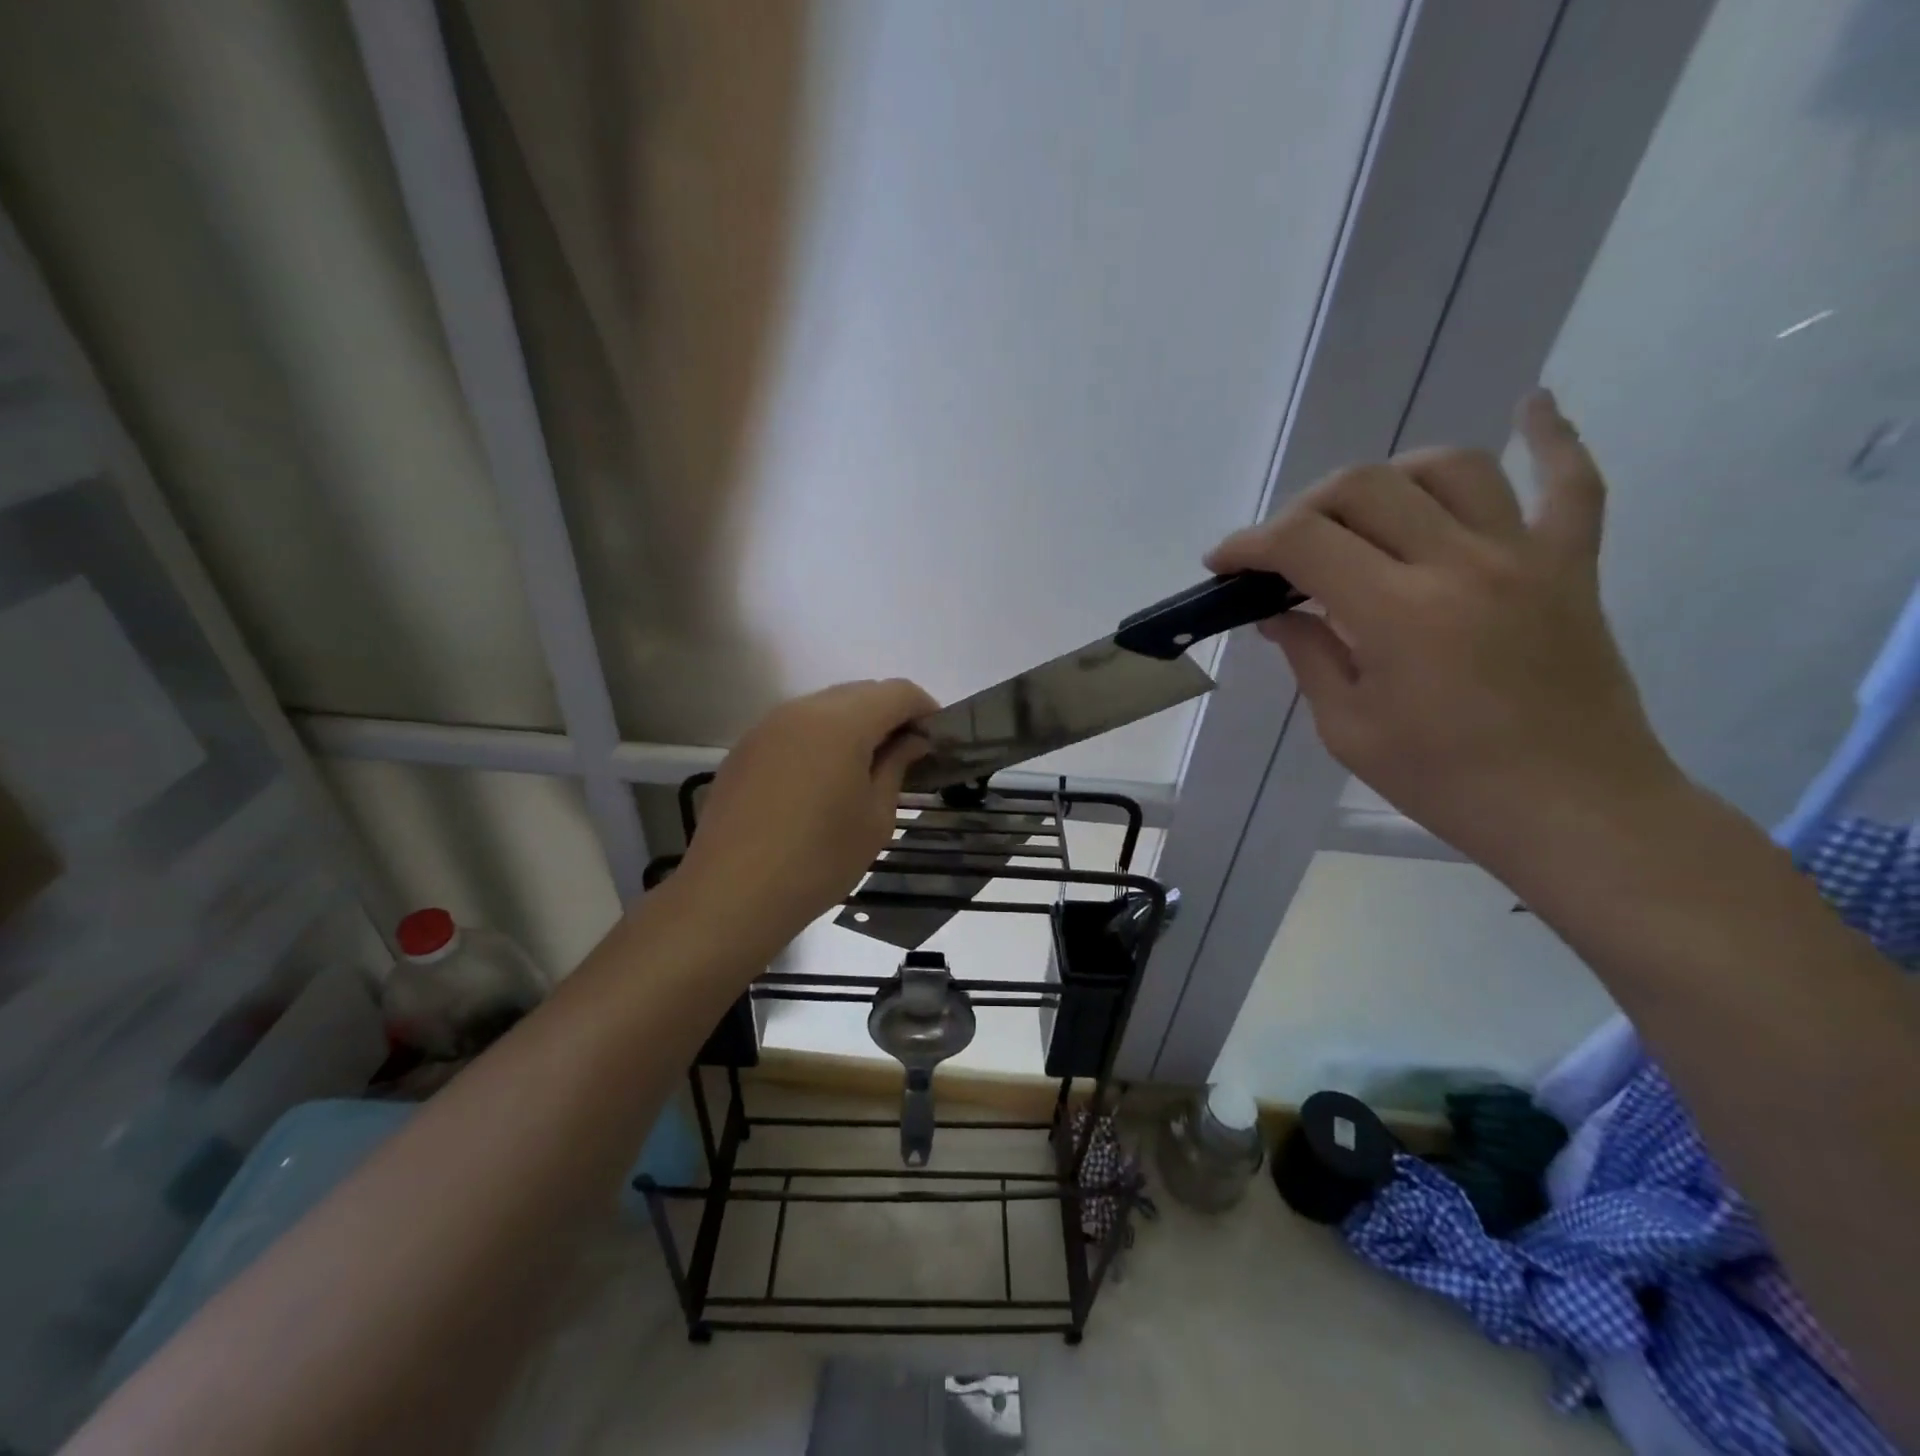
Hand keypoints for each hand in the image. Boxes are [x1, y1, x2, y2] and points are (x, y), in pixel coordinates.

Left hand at [678, 679, 937, 947]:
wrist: (732, 894)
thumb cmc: (819, 859)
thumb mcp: (875, 818)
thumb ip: (897, 767)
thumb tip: (912, 741)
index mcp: (842, 722)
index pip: (897, 692)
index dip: (925, 709)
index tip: (938, 741)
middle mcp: (802, 710)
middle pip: (860, 692)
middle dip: (890, 715)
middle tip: (907, 756)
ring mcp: (767, 726)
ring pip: (825, 707)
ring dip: (854, 725)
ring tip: (865, 769)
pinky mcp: (745, 749)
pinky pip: (795, 728)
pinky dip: (820, 740)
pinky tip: (822, 781)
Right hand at [1207, 390, 1684, 864]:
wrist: (1573, 809)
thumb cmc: (1445, 781)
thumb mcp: (1348, 729)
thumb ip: (1308, 656)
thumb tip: (1278, 614)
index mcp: (1397, 613)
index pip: (1303, 543)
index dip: (1249, 544)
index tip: (1222, 563)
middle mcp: (1460, 564)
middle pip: (1365, 488)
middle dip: (1305, 508)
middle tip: (1284, 550)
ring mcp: (1525, 556)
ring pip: (1450, 468)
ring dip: (1389, 477)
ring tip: (1364, 511)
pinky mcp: (1571, 565)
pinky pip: (1572, 483)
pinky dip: (1552, 437)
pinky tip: (1532, 405)